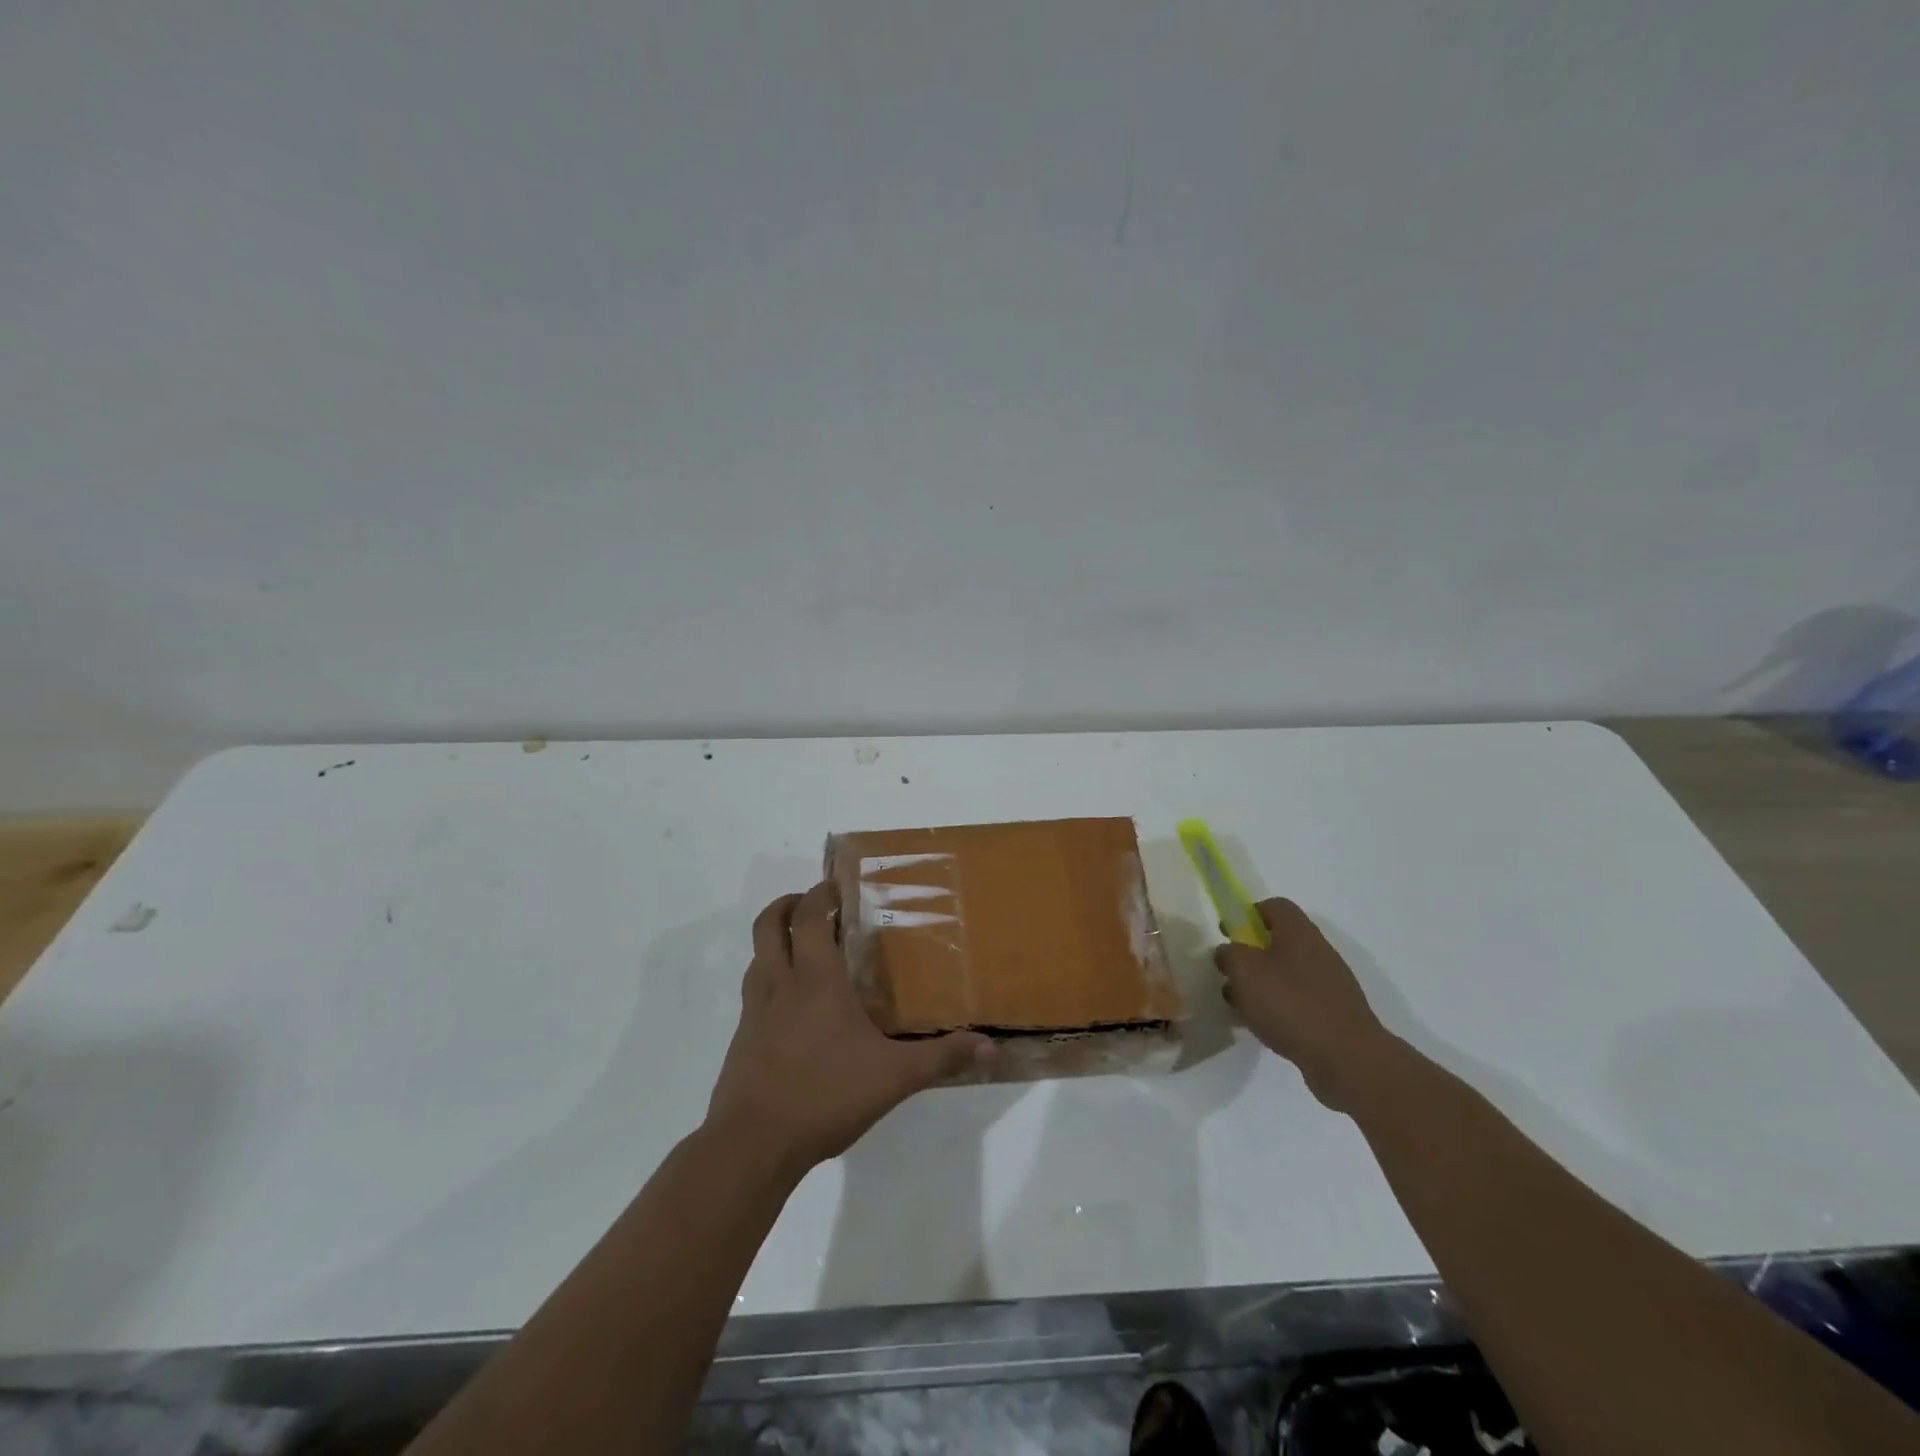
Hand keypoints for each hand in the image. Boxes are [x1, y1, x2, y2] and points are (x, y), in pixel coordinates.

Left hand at [706, 882, 992, 1176]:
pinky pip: (753, 992)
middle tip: (815, 906)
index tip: (837, 886)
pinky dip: (769, 980)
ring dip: (776, 941)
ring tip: (805, 950)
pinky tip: (793, 1009)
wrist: (752, 1145)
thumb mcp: (894, 1078)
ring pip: (756, 956)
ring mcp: (754, 1011)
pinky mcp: (742, 1039)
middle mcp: (779, 984)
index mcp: (815, 980)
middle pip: (769, 924)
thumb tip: (990, 1047)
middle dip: (789, 905)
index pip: (809, 916)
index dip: (819, 893)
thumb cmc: (825, 1096)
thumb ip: (941, 1058)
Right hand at [1214, 898, 1397, 1113]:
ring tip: (1241, 1006)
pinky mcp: (1334, 1014)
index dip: (1248, 914)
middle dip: (1251, 955)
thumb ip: (1229, 954)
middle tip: (1231, 973)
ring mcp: (1330, 984)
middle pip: (1279, 941)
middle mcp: (1318, 951)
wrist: (1347, 1058)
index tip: (1229, 934)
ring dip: (1262, 985)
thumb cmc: (1290, 1003)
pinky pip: (1299, 1001)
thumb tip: (1228, 952)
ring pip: (1286, 973)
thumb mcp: (1244, 971)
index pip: (1274, 906)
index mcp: (1298, 932)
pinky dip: (1279, 1008)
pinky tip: (1265, 1026)